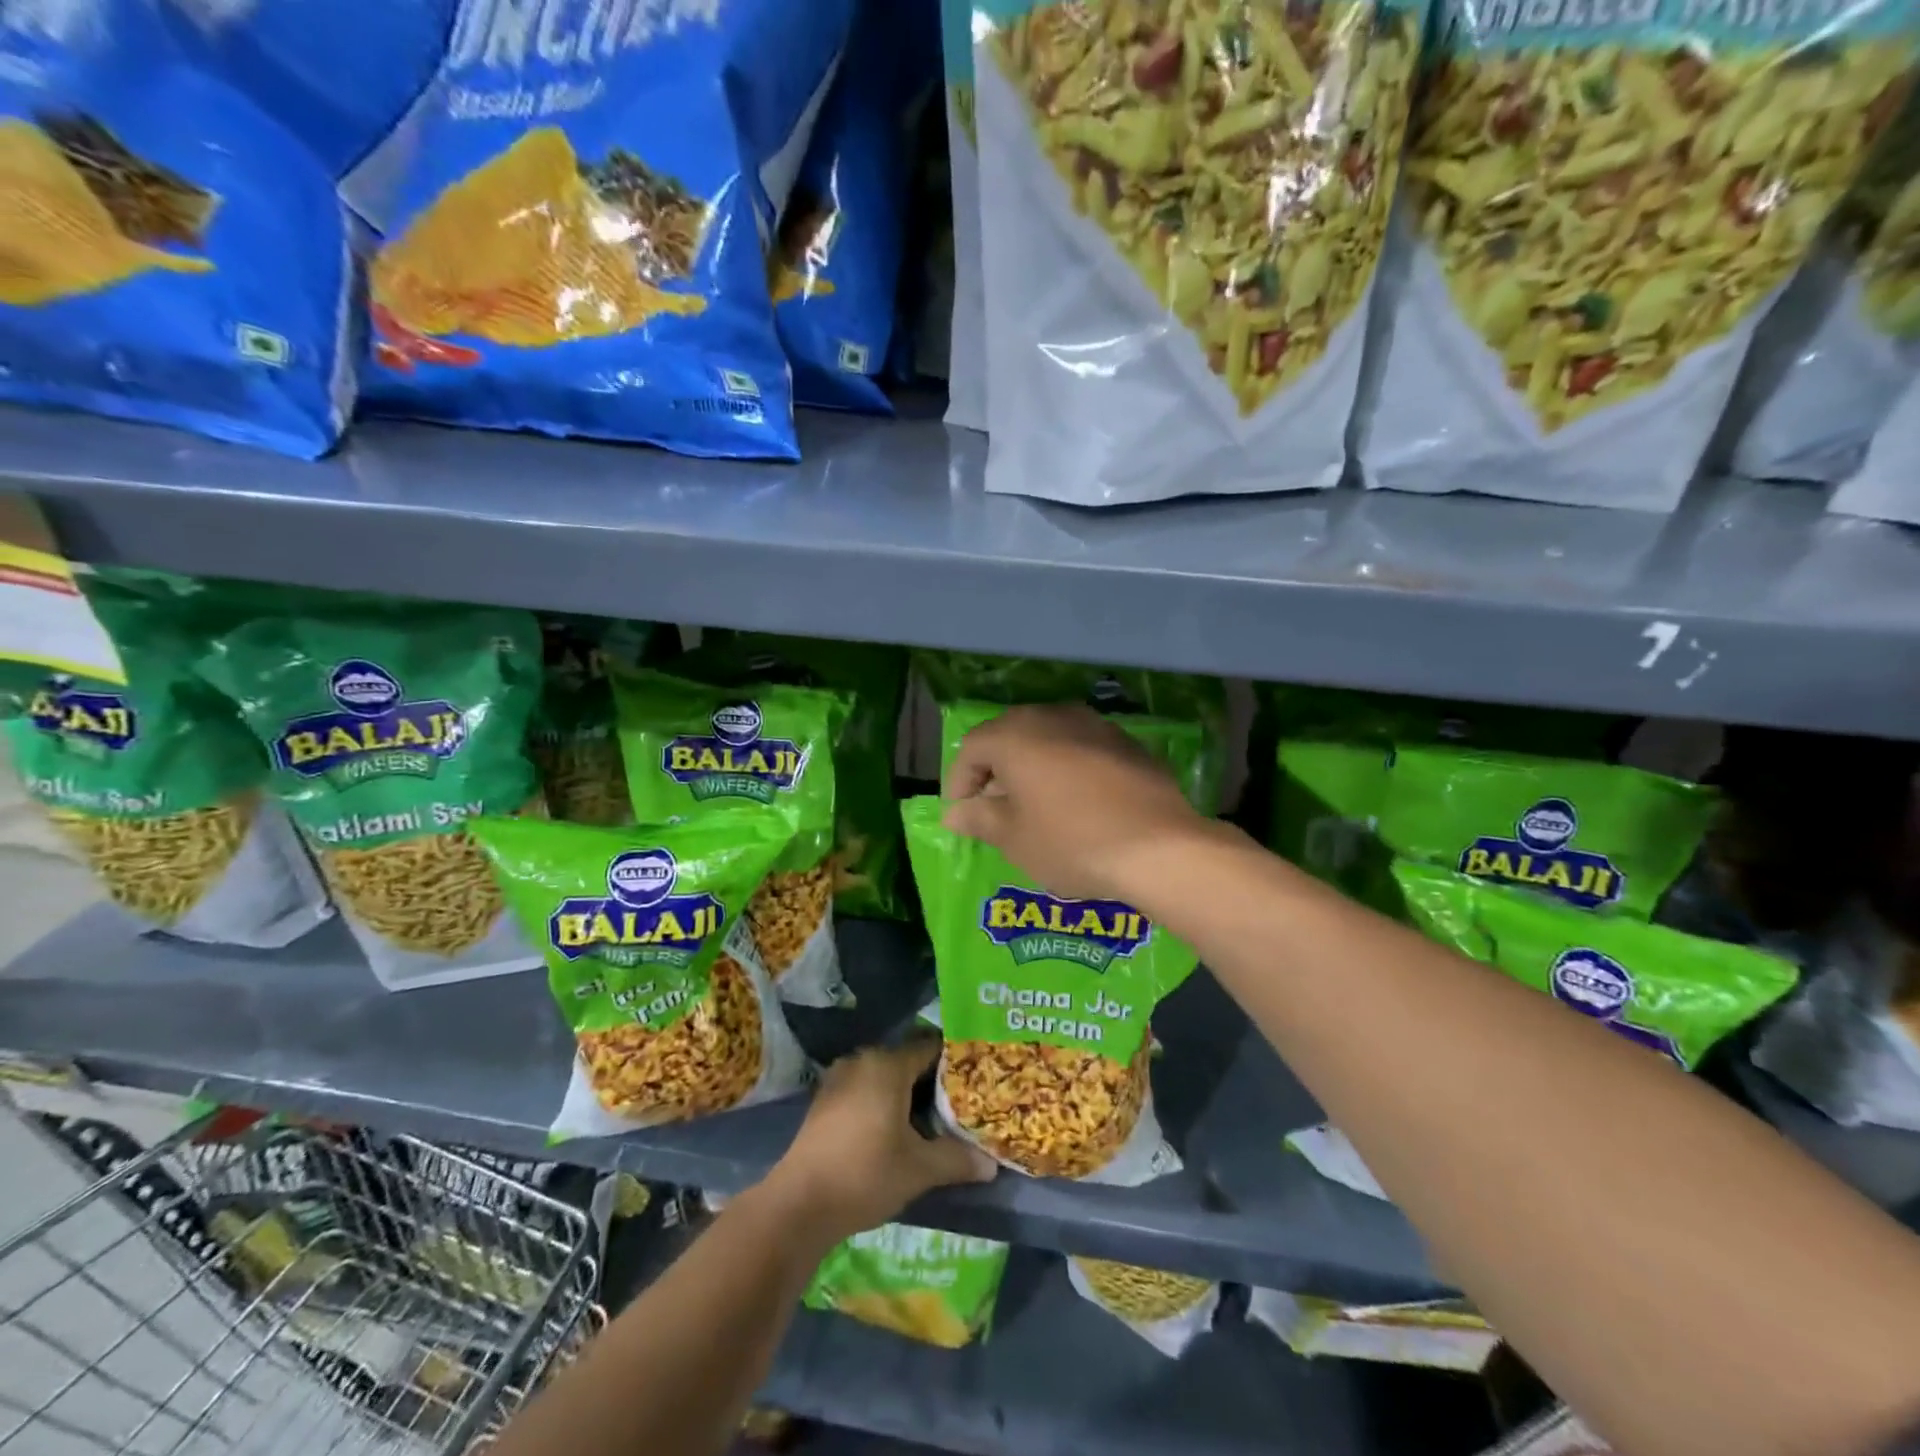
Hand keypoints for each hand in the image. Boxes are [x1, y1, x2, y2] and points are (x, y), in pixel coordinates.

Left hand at [766, 1039, 995, 1240]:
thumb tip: (991, 1164)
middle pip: (908, 1061)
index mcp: (888, 1065)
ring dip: (907, 1094)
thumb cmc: (865, 1174)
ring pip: (885, 1077)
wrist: (799, 1204)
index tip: (977, 1077)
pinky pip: (865, 1089)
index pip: (931, 1048)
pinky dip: (883, 1102)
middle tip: (961, 1101)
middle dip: (933, 1081)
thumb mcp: (919, 1169)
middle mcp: (863, 1060)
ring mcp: (839, 1079)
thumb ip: (956, 1160)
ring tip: (933, 1119)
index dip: (956, 1062)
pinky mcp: (825, 1101)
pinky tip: (896, 1130)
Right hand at [941, 703, 1213, 901]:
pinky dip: (1067, 768)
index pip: (971, 747)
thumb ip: (979, 819)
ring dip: (1032, 766)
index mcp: (1016, 735)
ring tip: (1033, 803)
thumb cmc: (1072, 842)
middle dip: (994, 769)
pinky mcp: (1127, 742)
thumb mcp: (1014, 839)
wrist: (1160, 847)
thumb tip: (956, 814)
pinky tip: (1076, 801)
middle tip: (992, 806)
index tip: (960, 814)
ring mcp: (1095, 724)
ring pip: (1048, 738)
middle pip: (1009, 735)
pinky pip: (1081, 748)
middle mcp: (1053, 716)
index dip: (959, 781)